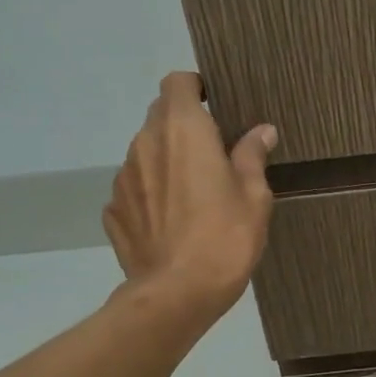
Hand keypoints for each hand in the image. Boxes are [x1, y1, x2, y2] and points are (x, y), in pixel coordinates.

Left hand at [105, 72, 276, 319]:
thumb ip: (252, 156)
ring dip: (167, 160)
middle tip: (214, 154)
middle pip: (160, 115)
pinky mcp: (114, 210)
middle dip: (184, 126)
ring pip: (145, 152)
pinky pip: (135, 188)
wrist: (178, 293)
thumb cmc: (226, 237)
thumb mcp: (254, 196)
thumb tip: (261, 131)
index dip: (195, 88)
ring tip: (193, 194)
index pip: (177, 83)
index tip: (215, 108)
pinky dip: (152, 193)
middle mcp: (145, 143)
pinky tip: (171, 221)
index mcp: (184, 131)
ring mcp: (124, 177)